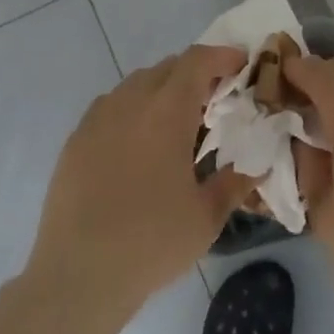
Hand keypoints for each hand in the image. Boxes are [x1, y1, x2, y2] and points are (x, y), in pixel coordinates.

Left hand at [28, 45, 253, 318]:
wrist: (77, 278)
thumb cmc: (150, 243)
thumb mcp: (206, 218)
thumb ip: (235, 182)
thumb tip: (257, 165)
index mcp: (167, 112)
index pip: (198, 61)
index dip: (222, 56)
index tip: (241, 65)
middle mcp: (131, 103)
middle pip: (168, 67)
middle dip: (195, 73)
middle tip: (214, 99)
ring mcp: (97, 120)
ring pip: (136, 83)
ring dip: (162, 89)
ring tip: (176, 121)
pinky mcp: (75, 141)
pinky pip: (110, 106)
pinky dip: (132, 108)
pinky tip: (137, 142)